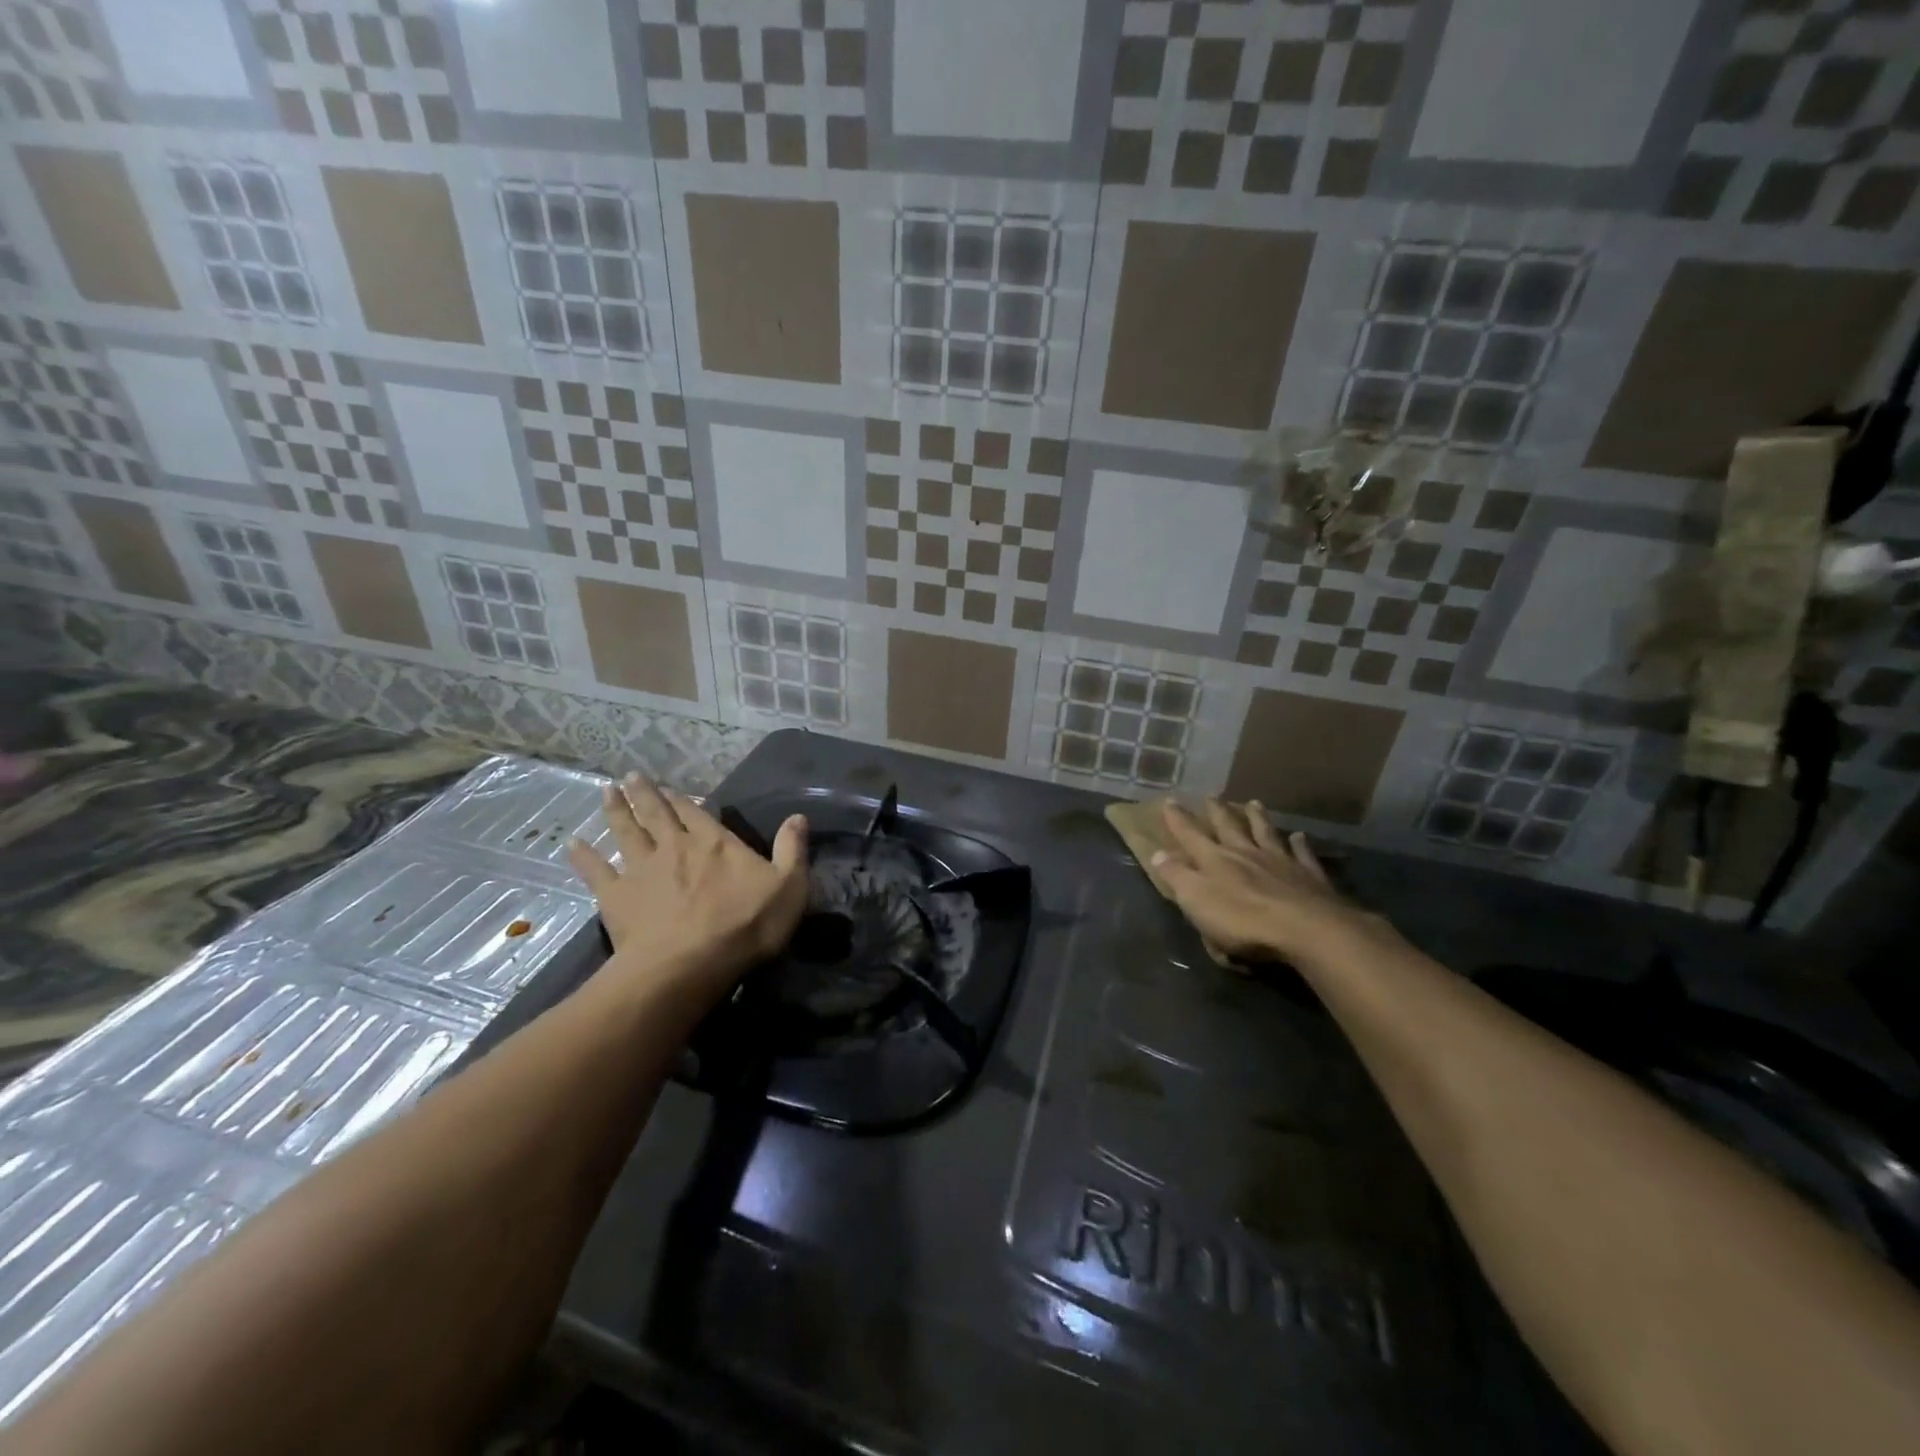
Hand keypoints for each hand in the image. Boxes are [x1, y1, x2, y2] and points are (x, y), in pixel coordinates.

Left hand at [568, 774, 808, 999]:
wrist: (688, 965)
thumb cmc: (745, 925)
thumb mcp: (789, 887)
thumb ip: (792, 849)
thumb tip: (798, 816)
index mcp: (715, 843)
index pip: (697, 813)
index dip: (684, 800)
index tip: (670, 787)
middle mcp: (675, 847)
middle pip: (657, 814)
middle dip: (645, 795)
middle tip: (631, 776)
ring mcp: (642, 870)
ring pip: (626, 833)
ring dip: (616, 811)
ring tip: (606, 792)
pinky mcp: (616, 897)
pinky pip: (596, 871)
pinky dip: (584, 856)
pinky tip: (573, 844)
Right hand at [1149, 798, 1377, 964]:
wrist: (1306, 929)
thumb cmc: (1243, 920)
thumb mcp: (1197, 900)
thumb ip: (1177, 875)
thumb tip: (1156, 853)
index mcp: (1215, 860)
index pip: (1190, 835)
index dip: (1178, 819)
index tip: (1169, 801)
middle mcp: (1246, 853)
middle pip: (1229, 827)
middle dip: (1217, 812)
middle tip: (1211, 796)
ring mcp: (1280, 862)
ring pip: (1265, 833)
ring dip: (1257, 818)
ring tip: (1253, 803)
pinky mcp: (1309, 877)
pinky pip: (1302, 854)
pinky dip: (1299, 844)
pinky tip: (1298, 836)